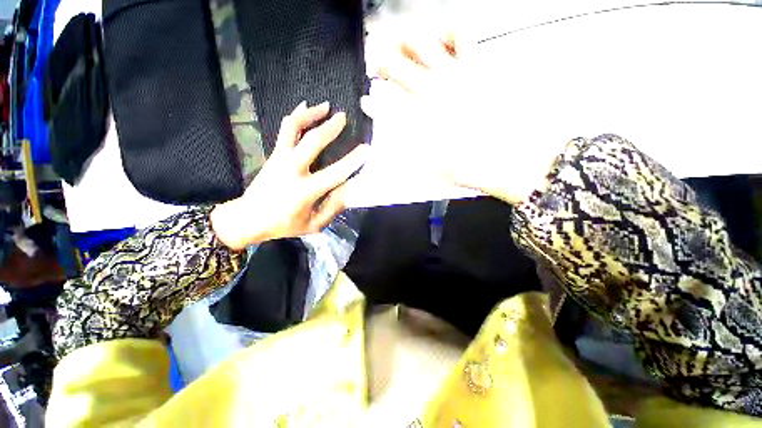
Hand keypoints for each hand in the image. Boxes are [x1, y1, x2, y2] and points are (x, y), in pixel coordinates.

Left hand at [211, 102, 367, 250]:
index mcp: (305, 191)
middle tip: (344, 117)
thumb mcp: (314, 224)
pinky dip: (296, 116)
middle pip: (313, 142)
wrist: (249, 218)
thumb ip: (333, 207)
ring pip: (294, 128)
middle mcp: (292, 170)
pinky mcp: (274, 154)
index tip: (366, 149)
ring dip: (311, 114)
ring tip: (326, 106)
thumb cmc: (285, 224)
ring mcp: (280, 158)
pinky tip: (304, 106)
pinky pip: (285, 130)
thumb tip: (350, 189)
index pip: (335, 173)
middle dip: (331, 128)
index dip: (353, 161)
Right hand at [361, 33, 564, 203]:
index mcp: (415, 118)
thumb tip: (392, 136)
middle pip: (393, 65)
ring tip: (403, 46)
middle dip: (379, 63)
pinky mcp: (476, 65)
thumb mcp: (426, 166)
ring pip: (419, 41)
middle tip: (378, 68)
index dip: (372, 101)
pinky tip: (442, 37)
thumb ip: (404, 147)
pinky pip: (461, 33)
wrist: (503, 158)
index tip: (368, 100)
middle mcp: (428, 91)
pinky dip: (447, 29)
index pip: (382, 103)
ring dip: (404, 42)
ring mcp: (452, 74)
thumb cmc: (463, 166)